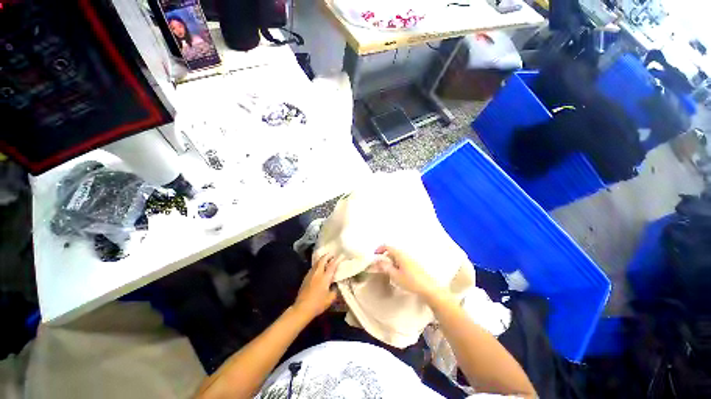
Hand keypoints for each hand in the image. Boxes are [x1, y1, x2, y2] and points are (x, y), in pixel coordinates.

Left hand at [293, 254, 339, 319]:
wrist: (302, 308)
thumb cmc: (318, 304)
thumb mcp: (330, 299)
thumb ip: (334, 290)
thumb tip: (335, 286)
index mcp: (325, 277)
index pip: (332, 265)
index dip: (337, 259)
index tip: (341, 255)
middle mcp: (317, 273)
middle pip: (322, 260)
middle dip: (327, 256)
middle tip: (332, 254)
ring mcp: (310, 275)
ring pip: (316, 263)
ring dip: (321, 260)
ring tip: (326, 259)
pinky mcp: (305, 278)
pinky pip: (312, 268)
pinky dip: (317, 265)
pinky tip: (318, 269)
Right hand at [374, 245, 442, 298]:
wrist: (428, 288)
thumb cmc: (410, 281)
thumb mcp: (395, 275)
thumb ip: (385, 267)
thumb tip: (378, 261)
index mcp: (400, 254)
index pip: (387, 246)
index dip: (379, 249)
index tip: (374, 255)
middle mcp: (405, 254)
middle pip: (392, 251)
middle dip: (384, 256)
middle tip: (379, 265)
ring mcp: (410, 259)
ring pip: (397, 256)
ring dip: (390, 260)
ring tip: (387, 270)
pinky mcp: (414, 264)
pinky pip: (402, 260)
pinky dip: (396, 263)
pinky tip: (397, 273)